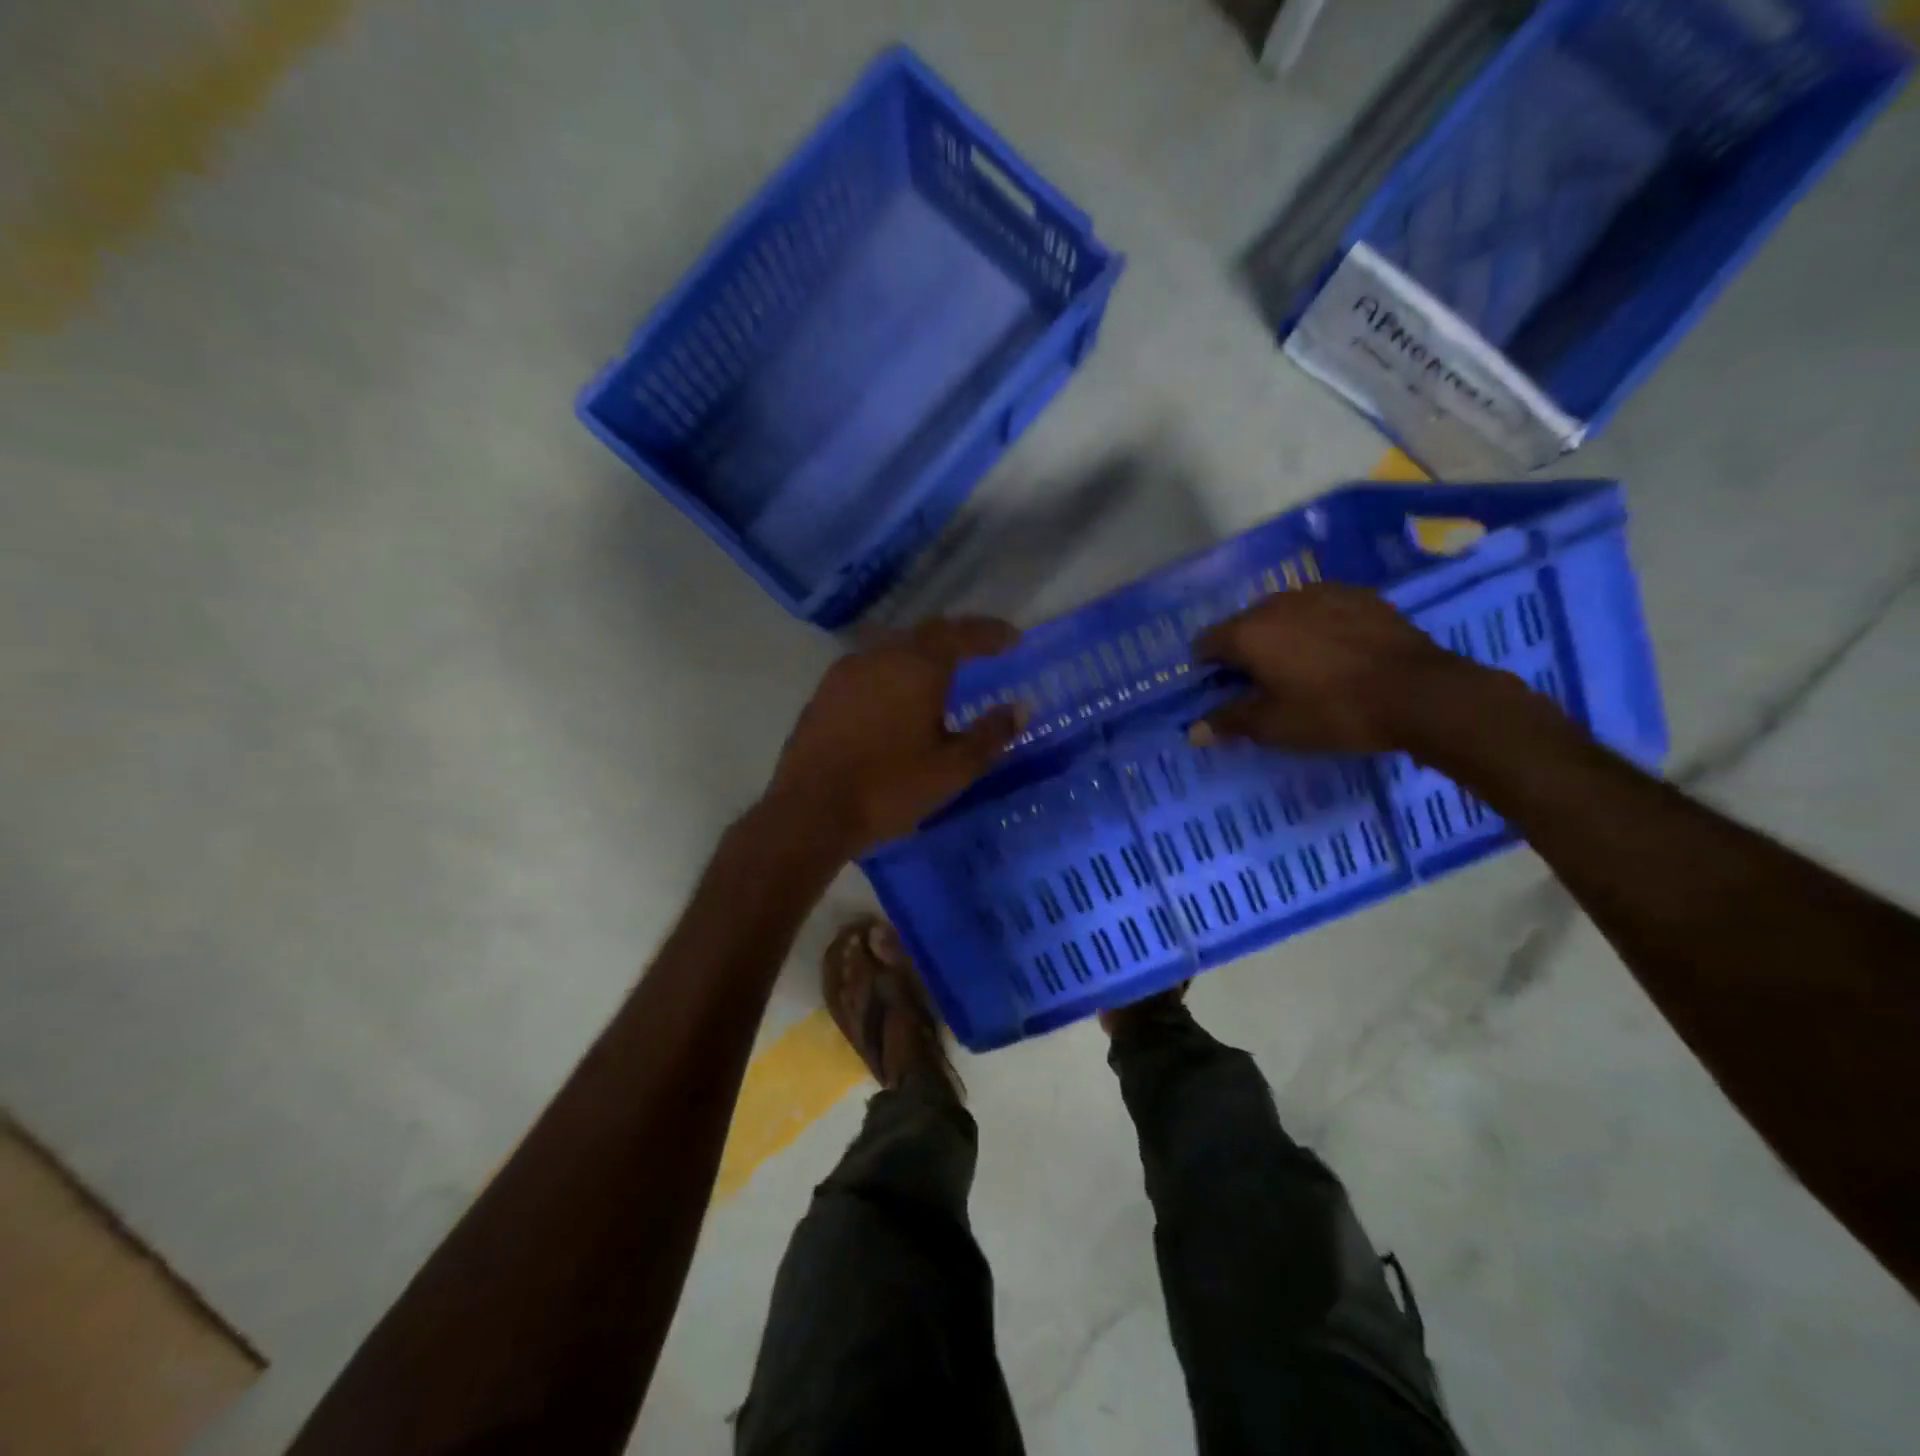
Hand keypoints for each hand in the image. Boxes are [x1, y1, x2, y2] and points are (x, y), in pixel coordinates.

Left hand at [761, 618, 1024, 858]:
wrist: (811, 811)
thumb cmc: (889, 788)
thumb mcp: (952, 769)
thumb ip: (990, 735)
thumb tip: (1020, 709)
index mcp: (917, 666)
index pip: (962, 634)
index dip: (991, 633)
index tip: (1014, 638)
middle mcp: (881, 655)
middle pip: (927, 633)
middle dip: (958, 638)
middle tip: (981, 649)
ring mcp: (846, 671)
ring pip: (894, 648)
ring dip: (922, 654)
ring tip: (941, 673)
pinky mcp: (824, 692)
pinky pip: (869, 668)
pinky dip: (893, 673)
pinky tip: (897, 697)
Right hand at [1193, 583, 1483, 753]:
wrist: (1420, 693)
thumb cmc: (1333, 712)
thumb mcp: (1275, 727)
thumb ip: (1229, 722)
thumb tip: (1193, 731)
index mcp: (1248, 633)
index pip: (1206, 643)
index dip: (1207, 667)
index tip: (1221, 689)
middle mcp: (1276, 603)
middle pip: (1243, 624)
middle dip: (1245, 649)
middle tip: (1263, 682)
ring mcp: (1320, 593)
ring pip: (1283, 612)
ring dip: (1281, 634)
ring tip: (1302, 665)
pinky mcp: (1359, 595)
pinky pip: (1321, 607)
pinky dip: (1317, 625)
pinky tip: (1337, 651)